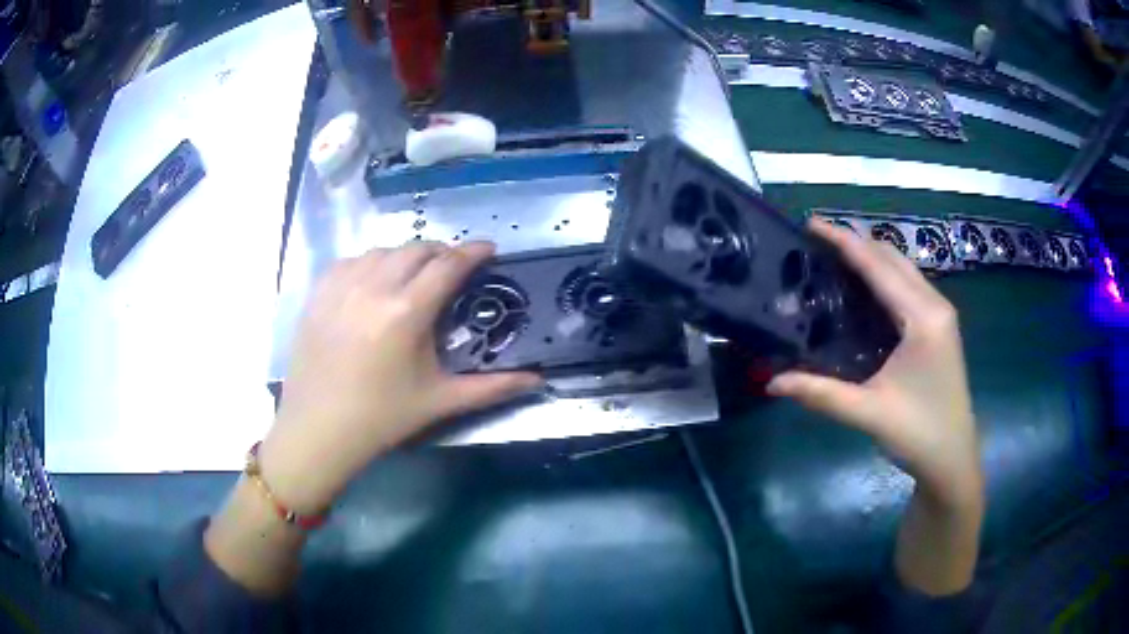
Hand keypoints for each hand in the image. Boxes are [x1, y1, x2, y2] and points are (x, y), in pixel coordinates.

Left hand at [261, 241, 541, 512]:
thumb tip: (538, 380)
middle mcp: (374, 287)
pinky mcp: (319, 293)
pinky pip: (351, 260)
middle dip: (442, 253)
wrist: (319, 429)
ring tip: (414, 277)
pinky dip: (371, 263)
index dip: (473, 251)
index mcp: (407, 312)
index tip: (489, 249)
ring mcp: (341, 286)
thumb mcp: (440, 401)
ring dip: (406, 257)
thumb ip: (492, 388)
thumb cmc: (382, 418)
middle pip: (417, 250)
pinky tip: (374, 282)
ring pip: (383, 250)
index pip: (448, 265)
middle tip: (453, 270)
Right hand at [767, 218, 981, 508]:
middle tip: (817, 240)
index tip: (811, 224)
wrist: (953, 459)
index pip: (878, 267)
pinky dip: (884, 276)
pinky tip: (864, 287)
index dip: (844, 242)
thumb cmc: (918, 433)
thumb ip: (821, 394)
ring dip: (871, 257)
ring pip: (903, 269)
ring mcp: (941, 315)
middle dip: (856, 241)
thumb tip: (772, 382)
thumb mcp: (869, 413)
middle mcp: (935, 306)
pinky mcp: (939, 328)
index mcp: (923, 318)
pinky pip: (909, 286)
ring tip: (835, 256)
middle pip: (893, 258)